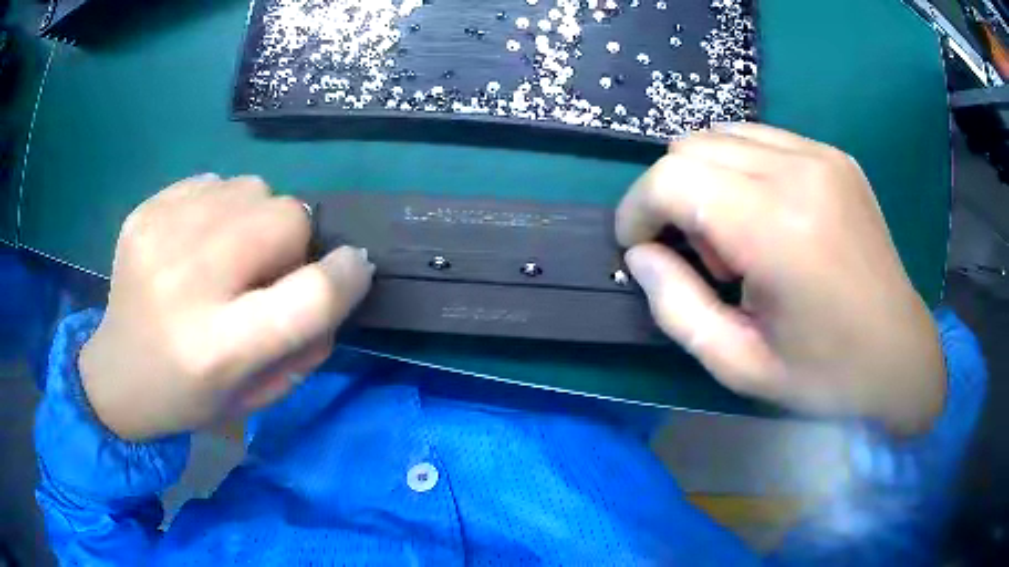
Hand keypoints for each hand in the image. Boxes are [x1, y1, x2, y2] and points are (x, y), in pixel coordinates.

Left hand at [79, 174, 373, 440]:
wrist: (117, 376)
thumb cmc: (191, 398)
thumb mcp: (258, 396)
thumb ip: (306, 342)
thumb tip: (332, 280)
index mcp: (218, 349)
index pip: (309, 294)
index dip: (346, 274)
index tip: (353, 267)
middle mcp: (186, 285)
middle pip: (284, 217)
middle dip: (294, 241)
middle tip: (268, 270)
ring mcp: (159, 237)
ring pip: (252, 187)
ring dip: (256, 219)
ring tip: (228, 254)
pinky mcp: (143, 212)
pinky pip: (213, 182)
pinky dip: (219, 207)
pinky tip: (195, 242)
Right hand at [617, 124, 944, 434]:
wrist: (899, 353)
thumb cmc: (824, 373)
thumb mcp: (738, 365)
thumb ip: (676, 308)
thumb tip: (641, 255)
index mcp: (778, 229)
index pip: (672, 178)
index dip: (637, 209)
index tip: (639, 246)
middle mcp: (799, 172)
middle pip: (691, 147)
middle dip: (672, 197)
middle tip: (703, 257)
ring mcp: (821, 155)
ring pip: (721, 135)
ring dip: (706, 180)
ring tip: (739, 237)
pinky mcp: (834, 155)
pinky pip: (760, 139)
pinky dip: (741, 170)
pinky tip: (767, 217)